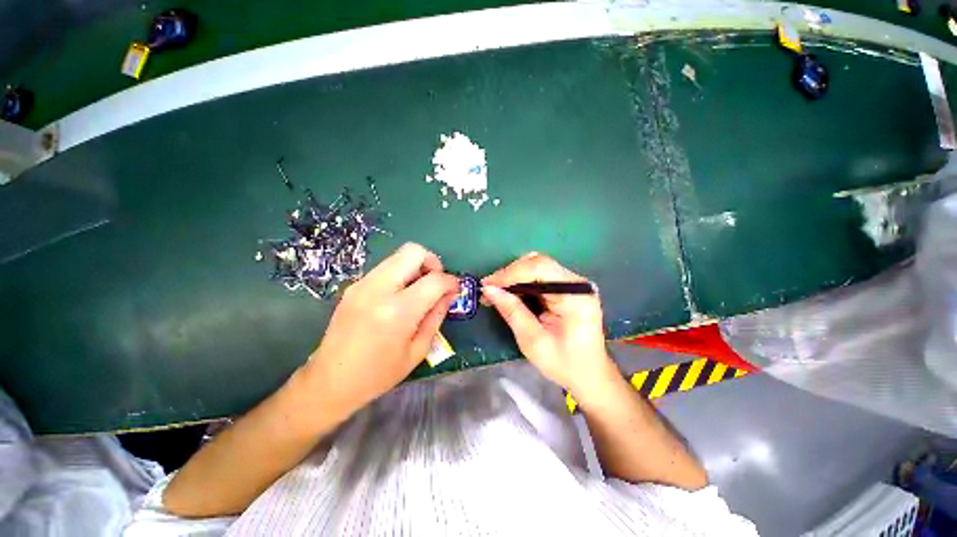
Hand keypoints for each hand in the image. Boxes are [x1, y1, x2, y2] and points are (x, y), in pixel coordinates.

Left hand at [303, 243, 458, 416]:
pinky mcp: (354, 286)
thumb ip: (437, 316)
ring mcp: (362, 284)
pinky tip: (399, 296)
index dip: (451, 281)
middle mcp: (378, 290)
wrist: (330, 381)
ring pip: (398, 255)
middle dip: (432, 262)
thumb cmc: (379, 374)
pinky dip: (400, 274)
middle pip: (413, 251)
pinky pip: (385, 268)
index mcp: (398, 312)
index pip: (434, 280)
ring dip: (415, 266)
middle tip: (435, 282)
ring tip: (418, 290)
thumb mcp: (418, 350)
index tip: (454, 290)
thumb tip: (450, 293)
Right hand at [482, 253, 619, 400]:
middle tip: (489, 288)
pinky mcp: (568, 288)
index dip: (510, 273)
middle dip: (510, 274)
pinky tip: (510, 292)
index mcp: (575, 296)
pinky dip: (522, 282)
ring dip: (514, 277)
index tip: (487, 284)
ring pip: (537, 266)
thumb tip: (489, 289)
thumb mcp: (533, 341)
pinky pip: (541, 276)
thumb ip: (512, 311)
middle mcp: (577, 283)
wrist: (590, 374)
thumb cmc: (564, 363)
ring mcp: (574, 284)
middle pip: (538, 263)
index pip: (539, 269)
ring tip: (496, 291)